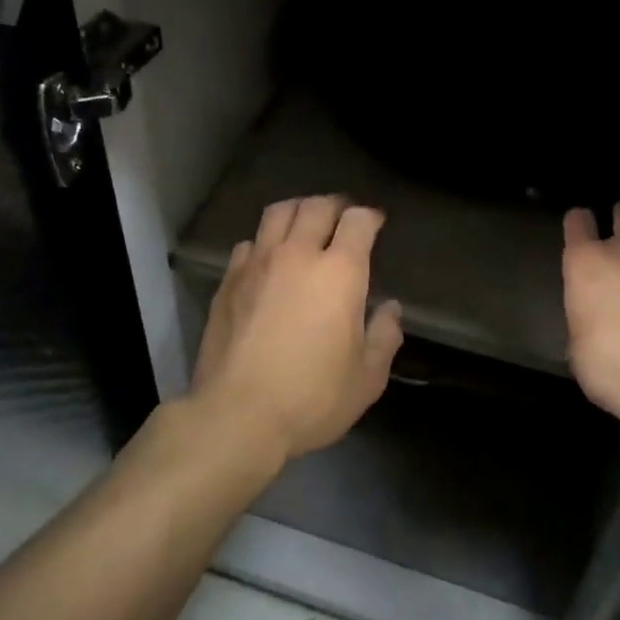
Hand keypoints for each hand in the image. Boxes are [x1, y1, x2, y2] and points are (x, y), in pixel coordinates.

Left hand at [190, 195, 403, 463]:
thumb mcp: (367, 379)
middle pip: (316, 206)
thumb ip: (384, 337)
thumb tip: (390, 309)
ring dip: (297, 211)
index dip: (369, 216)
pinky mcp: (228, 280)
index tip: (375, 223)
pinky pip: (249, 243)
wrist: (238, 414)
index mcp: (339, 272)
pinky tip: (267, 258)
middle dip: (335, 205)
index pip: (357, 221)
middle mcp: (298, 254)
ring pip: (278, 213)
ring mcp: (258, 263)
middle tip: (342, 217)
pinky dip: (264, 242)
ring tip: (304, 223)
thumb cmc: (311, 397)